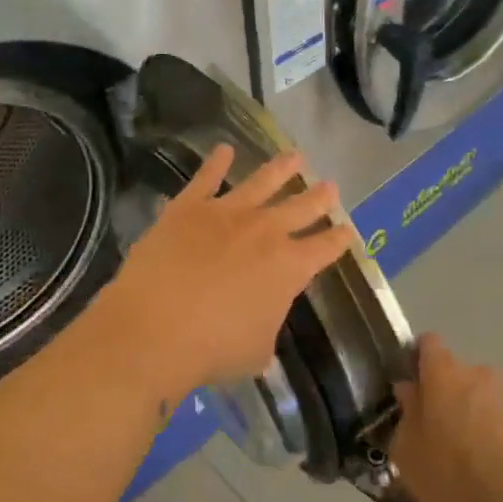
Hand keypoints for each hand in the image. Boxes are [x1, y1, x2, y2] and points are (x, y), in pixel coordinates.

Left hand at [90, 146, 356, 400]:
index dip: (339, 239)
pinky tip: (223, 149)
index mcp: (289, 268)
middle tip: (330, 186)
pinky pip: (206, 178)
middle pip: (301, 207)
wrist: (155, 328)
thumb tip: (261, 327)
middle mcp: (265, 232)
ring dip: (281, 168)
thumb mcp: (256, 351)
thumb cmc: (212, 349)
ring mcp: (227, 213)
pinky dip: (216, 162)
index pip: (325, 248)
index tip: (347, 230)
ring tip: (295, 156)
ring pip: (262, 182)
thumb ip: (266, 331)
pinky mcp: (189, 207)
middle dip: (319, 197)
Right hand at [389, 335, 502, 501]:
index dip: (417, 358)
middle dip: (443, 394)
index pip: (428, 343)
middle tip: (432, 428)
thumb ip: (405, 414)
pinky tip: (484, 465)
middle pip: (454, 373)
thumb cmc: (449, 470)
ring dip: (468, 413)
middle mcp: (477, 373)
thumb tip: (409, 392)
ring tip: (461, 452)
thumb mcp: (406, 450)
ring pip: (478, 396)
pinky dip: (491, 432)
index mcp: (443, 372)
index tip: (410, 384)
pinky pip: (500, 418)